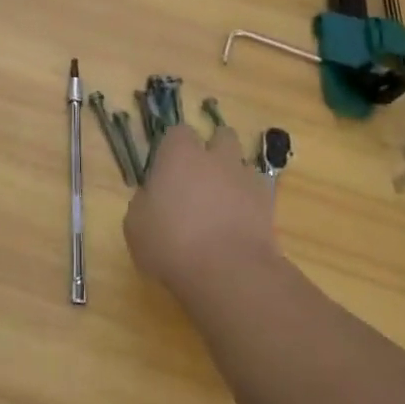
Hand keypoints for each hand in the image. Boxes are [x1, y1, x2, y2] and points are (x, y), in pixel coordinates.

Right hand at [124, 123, 277, 301]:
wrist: (227, 271)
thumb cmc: (171, 244)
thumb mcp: (136, 225)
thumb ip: (145, 201)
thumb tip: (153, 197)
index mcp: (180, 154)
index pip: (178, 132)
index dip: (173, 148)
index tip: (166, 170)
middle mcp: (216, 156)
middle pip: (220, 136)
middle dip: (213, 150)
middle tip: (198, 179)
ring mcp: (245, 176)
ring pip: (242, 163)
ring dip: (233, 175)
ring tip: (222, 203)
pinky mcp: (268, 202)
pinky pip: (258, 191)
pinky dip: (250, 200)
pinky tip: (239, 222)